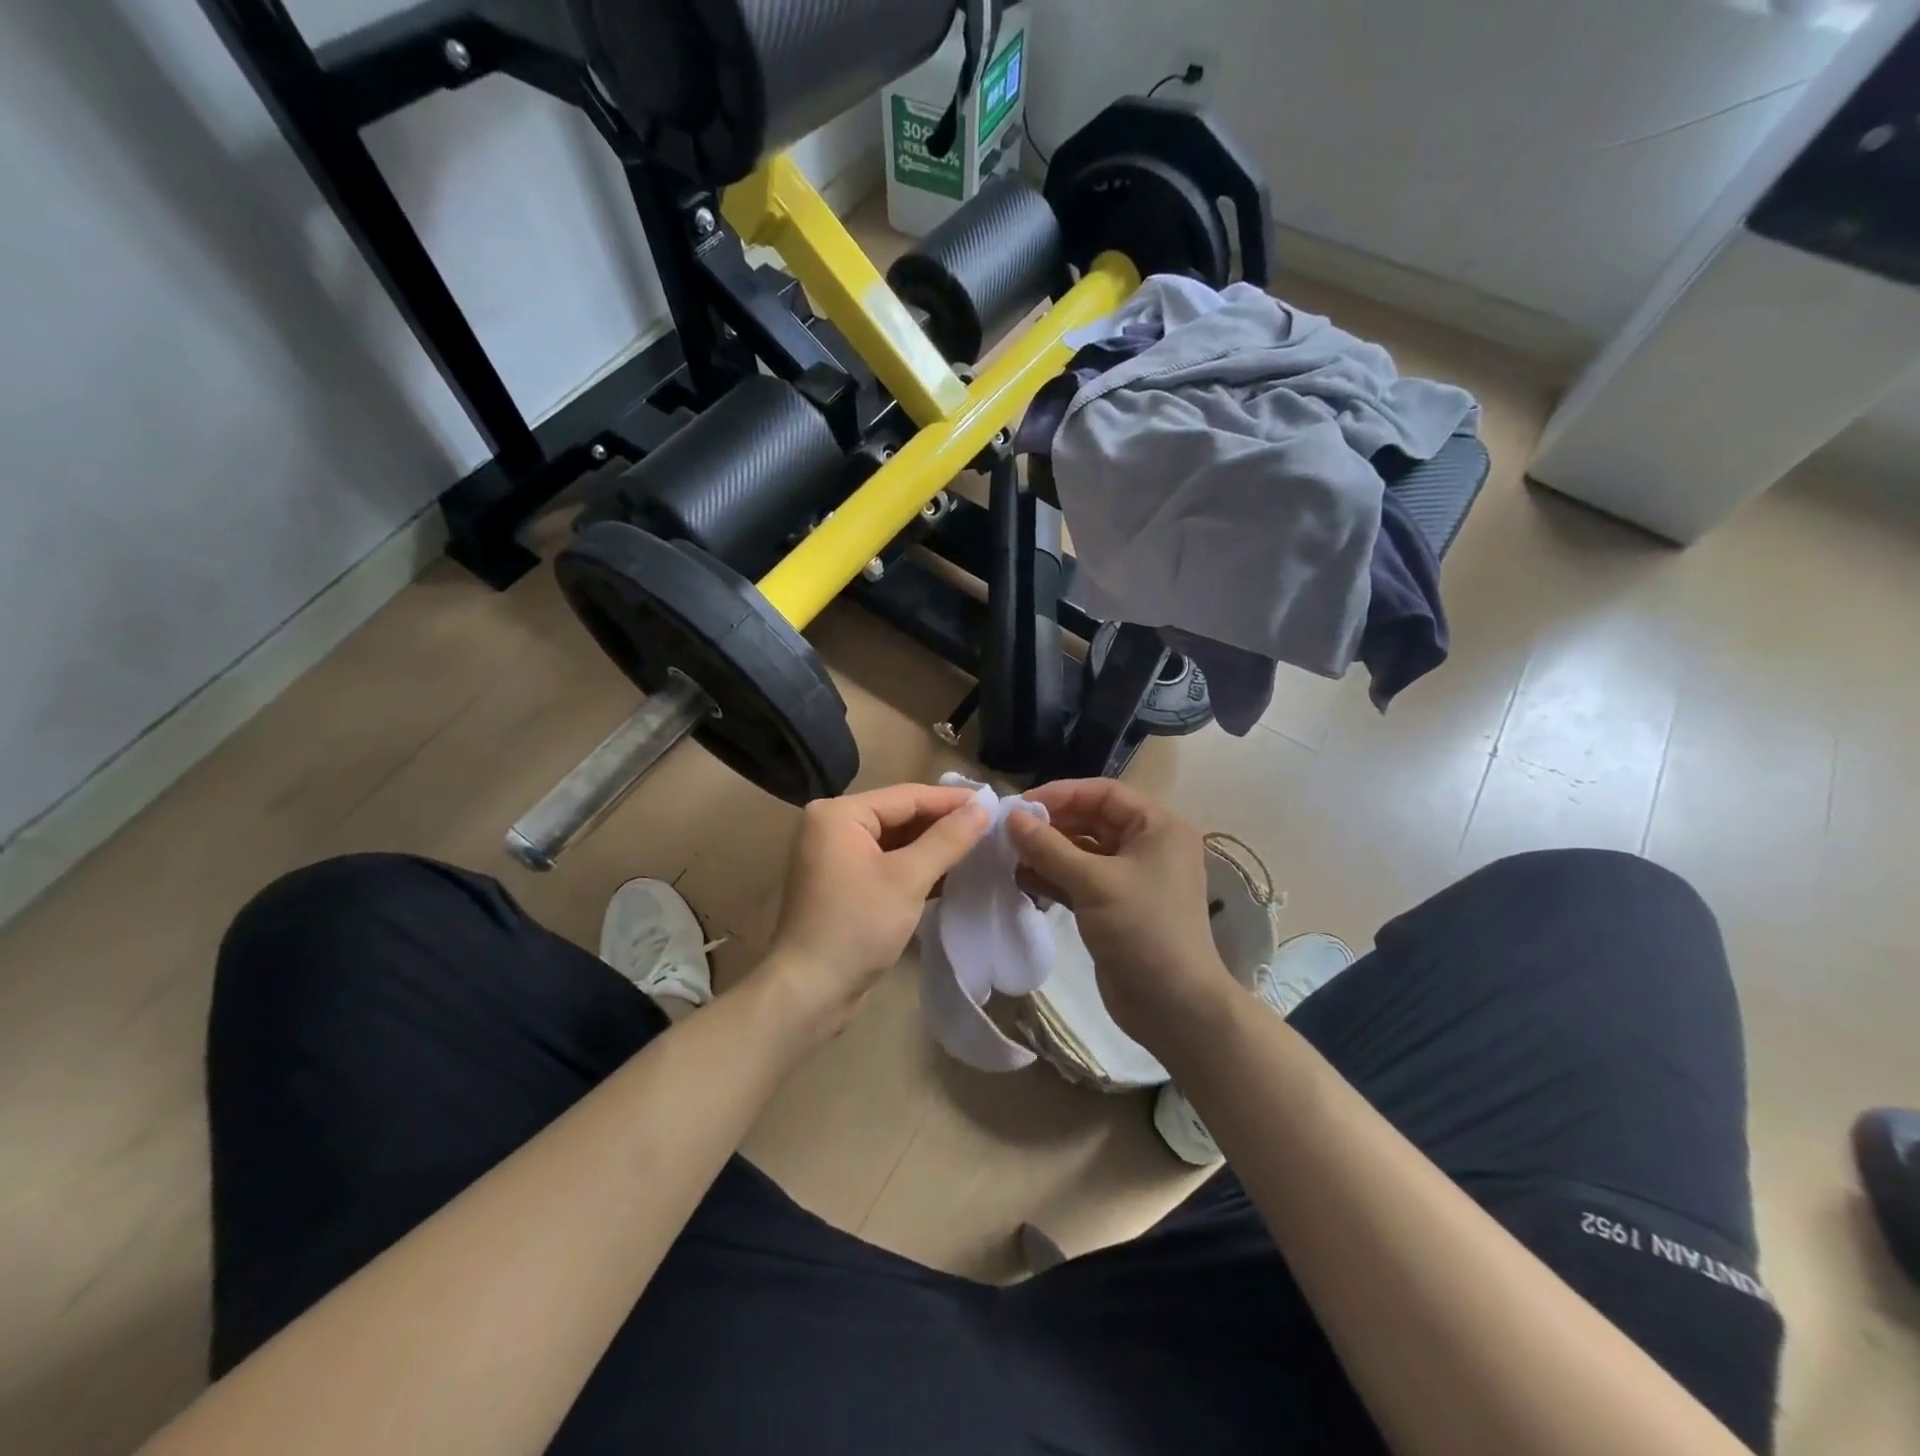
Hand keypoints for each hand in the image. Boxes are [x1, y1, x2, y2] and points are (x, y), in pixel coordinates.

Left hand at [763, 782, 989, 1038]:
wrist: (810, 992)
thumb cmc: (857, 926)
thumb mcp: (908, 878)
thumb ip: (947, 839)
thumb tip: (984, 807)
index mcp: (838, 814)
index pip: (906, 796)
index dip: (952, 800)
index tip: (994, 803)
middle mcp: (832, 827)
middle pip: (900, 815)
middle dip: (944, 824)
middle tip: (991, 827)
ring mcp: (835, 857)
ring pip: (896, 841)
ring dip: (933, 847)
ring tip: (979, 847)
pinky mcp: (843, 884)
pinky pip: (886, 863)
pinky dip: (916, 868)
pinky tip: (951, 874)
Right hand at [1005, 779, 1238, 1054]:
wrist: (1173, 1006)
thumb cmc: (1142, 930)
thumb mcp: (1093, 882)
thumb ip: (1049, 847)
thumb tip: (1011, 817)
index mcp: (1158, 827)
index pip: (1104, 793)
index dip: (1061, 794)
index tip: (1020, 806)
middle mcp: (1148, 846)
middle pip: (1092, 820)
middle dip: (1051, 825)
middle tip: (1009, 832)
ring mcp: (1132, 878)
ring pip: (1083, 852)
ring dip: (1048, 853)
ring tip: (1009, 856)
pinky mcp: (1116, 907)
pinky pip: (1081, 880)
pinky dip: (1054, 878)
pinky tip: (1022, 881)